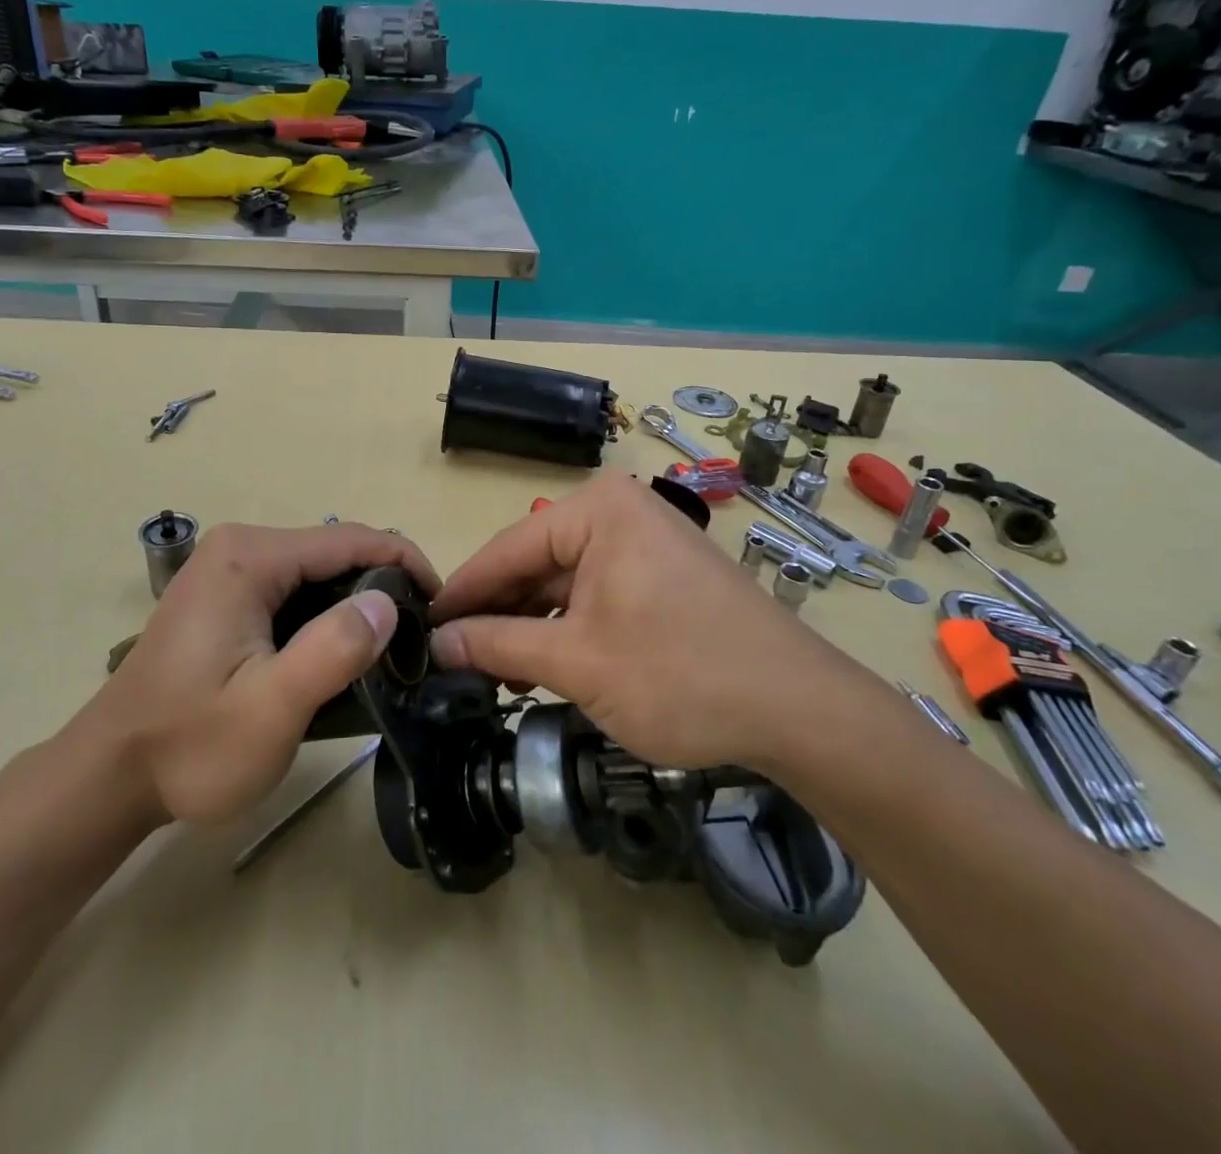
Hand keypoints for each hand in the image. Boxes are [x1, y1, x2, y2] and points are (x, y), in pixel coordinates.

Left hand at [68, 523, 439, 823]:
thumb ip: (331, 651)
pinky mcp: (226, 595)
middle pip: (336, 552)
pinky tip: (341, 653)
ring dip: (357, 605)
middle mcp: (241, 547)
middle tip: (417, 643)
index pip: (352, 539)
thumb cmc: (189, 746)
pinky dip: (326, 615)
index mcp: (251, 557)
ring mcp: (229, 569)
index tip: (441, 607)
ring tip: (390, 652)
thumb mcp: (270, 708)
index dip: (406, 565)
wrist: (108, 777)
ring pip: (318, 573)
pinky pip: (294, 591)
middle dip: (383, 588)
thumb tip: (389, 604)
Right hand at [428, 475, 876, 772]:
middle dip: (496, 615)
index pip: (506, 548)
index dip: (460, 594)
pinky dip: (566, 630)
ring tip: (492, 676)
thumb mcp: (577, 662)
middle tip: (451, 662)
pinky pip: (594, 595)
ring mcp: (643, 543)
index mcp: (596, 510)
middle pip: (534, 564)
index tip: (420, 629)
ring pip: (563, 584)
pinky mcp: (660, 576)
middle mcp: (618, 512)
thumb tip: (436, 643)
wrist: (800, 710)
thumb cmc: (681, 674)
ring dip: (529, 628)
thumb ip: (498, 646)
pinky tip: (541, 668)